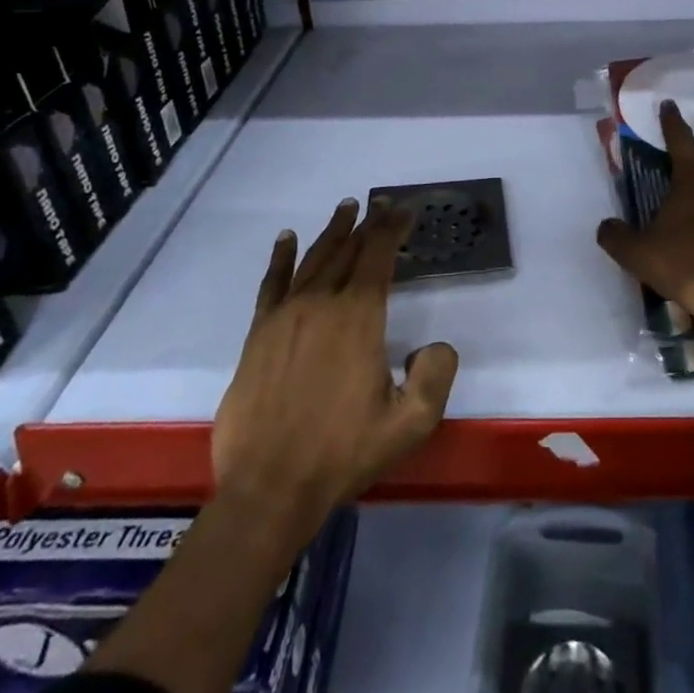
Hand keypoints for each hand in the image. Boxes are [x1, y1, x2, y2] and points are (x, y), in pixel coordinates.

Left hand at [211, 198, 458, 522]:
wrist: (269, 489)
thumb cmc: (343, 453)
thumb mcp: (410, 423)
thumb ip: (435, 375)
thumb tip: (434, 345)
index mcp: (358, 318)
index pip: (378, 256)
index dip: (392, 228)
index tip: (403, 210)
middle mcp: (321, 304)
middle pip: (347, 251)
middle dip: (368, 224)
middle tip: (380, 204)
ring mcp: (285, 316)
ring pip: (313, 260)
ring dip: (333, 232)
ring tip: (346, 209)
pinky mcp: (258, 334)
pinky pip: (272, 283)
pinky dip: (282, 257)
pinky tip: (287, 239)